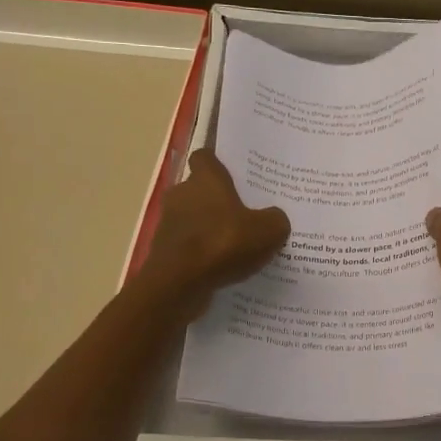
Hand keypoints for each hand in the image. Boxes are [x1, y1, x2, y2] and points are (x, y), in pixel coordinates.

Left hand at [139, 150, 289, 314]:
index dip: (219, 164)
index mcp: (206, 179)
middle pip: (200, 189)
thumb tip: (274, 218)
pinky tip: (223, 267)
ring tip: (237, 245)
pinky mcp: (164, 250)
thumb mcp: (269, 230)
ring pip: (193, 219)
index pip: (206, 157)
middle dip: (219, 200)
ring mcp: (169, 223)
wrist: (179, 283)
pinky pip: (188, 246)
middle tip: (245, 213)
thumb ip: (275, 219)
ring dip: (209, 229)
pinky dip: (202, 253)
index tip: (235, 174)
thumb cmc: (224, 243)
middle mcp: (182, 194)